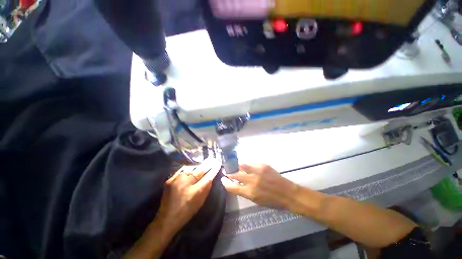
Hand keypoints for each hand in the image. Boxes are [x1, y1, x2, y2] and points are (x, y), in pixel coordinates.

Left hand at [156, 158, 221, 232]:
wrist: (166, 219)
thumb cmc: (186, 212)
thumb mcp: (200, 202)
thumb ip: (205, 189)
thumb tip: (210, 177)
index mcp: (194, 193)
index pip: (207, 177)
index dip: (213, 170)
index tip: (218, 164)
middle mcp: (185, 184)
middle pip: (199, 170)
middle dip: (207, 164)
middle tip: (212, 159)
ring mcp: (176, 181)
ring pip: (190, 168)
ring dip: (197, 165)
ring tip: (202, 163)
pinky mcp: (169, 180)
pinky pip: (181, 170)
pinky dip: (188, 168)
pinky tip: (191, 167)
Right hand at [220, 164, 297, 209]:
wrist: (287, 193)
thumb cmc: (272, 201)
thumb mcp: (256, 200)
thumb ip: (245, 191)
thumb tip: (236, 183)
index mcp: (250, 192)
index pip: (232, 187)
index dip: (225, 183)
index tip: (223, 179)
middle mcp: (252, 181)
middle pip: (235, 174)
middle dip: (229, 173)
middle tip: (227, 171)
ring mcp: (257, 171)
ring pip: (242, 165)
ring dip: (237, 167)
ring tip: (235, 167)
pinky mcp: (263, 165)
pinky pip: (251, 164)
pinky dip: (247, 166)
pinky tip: (247, 167)